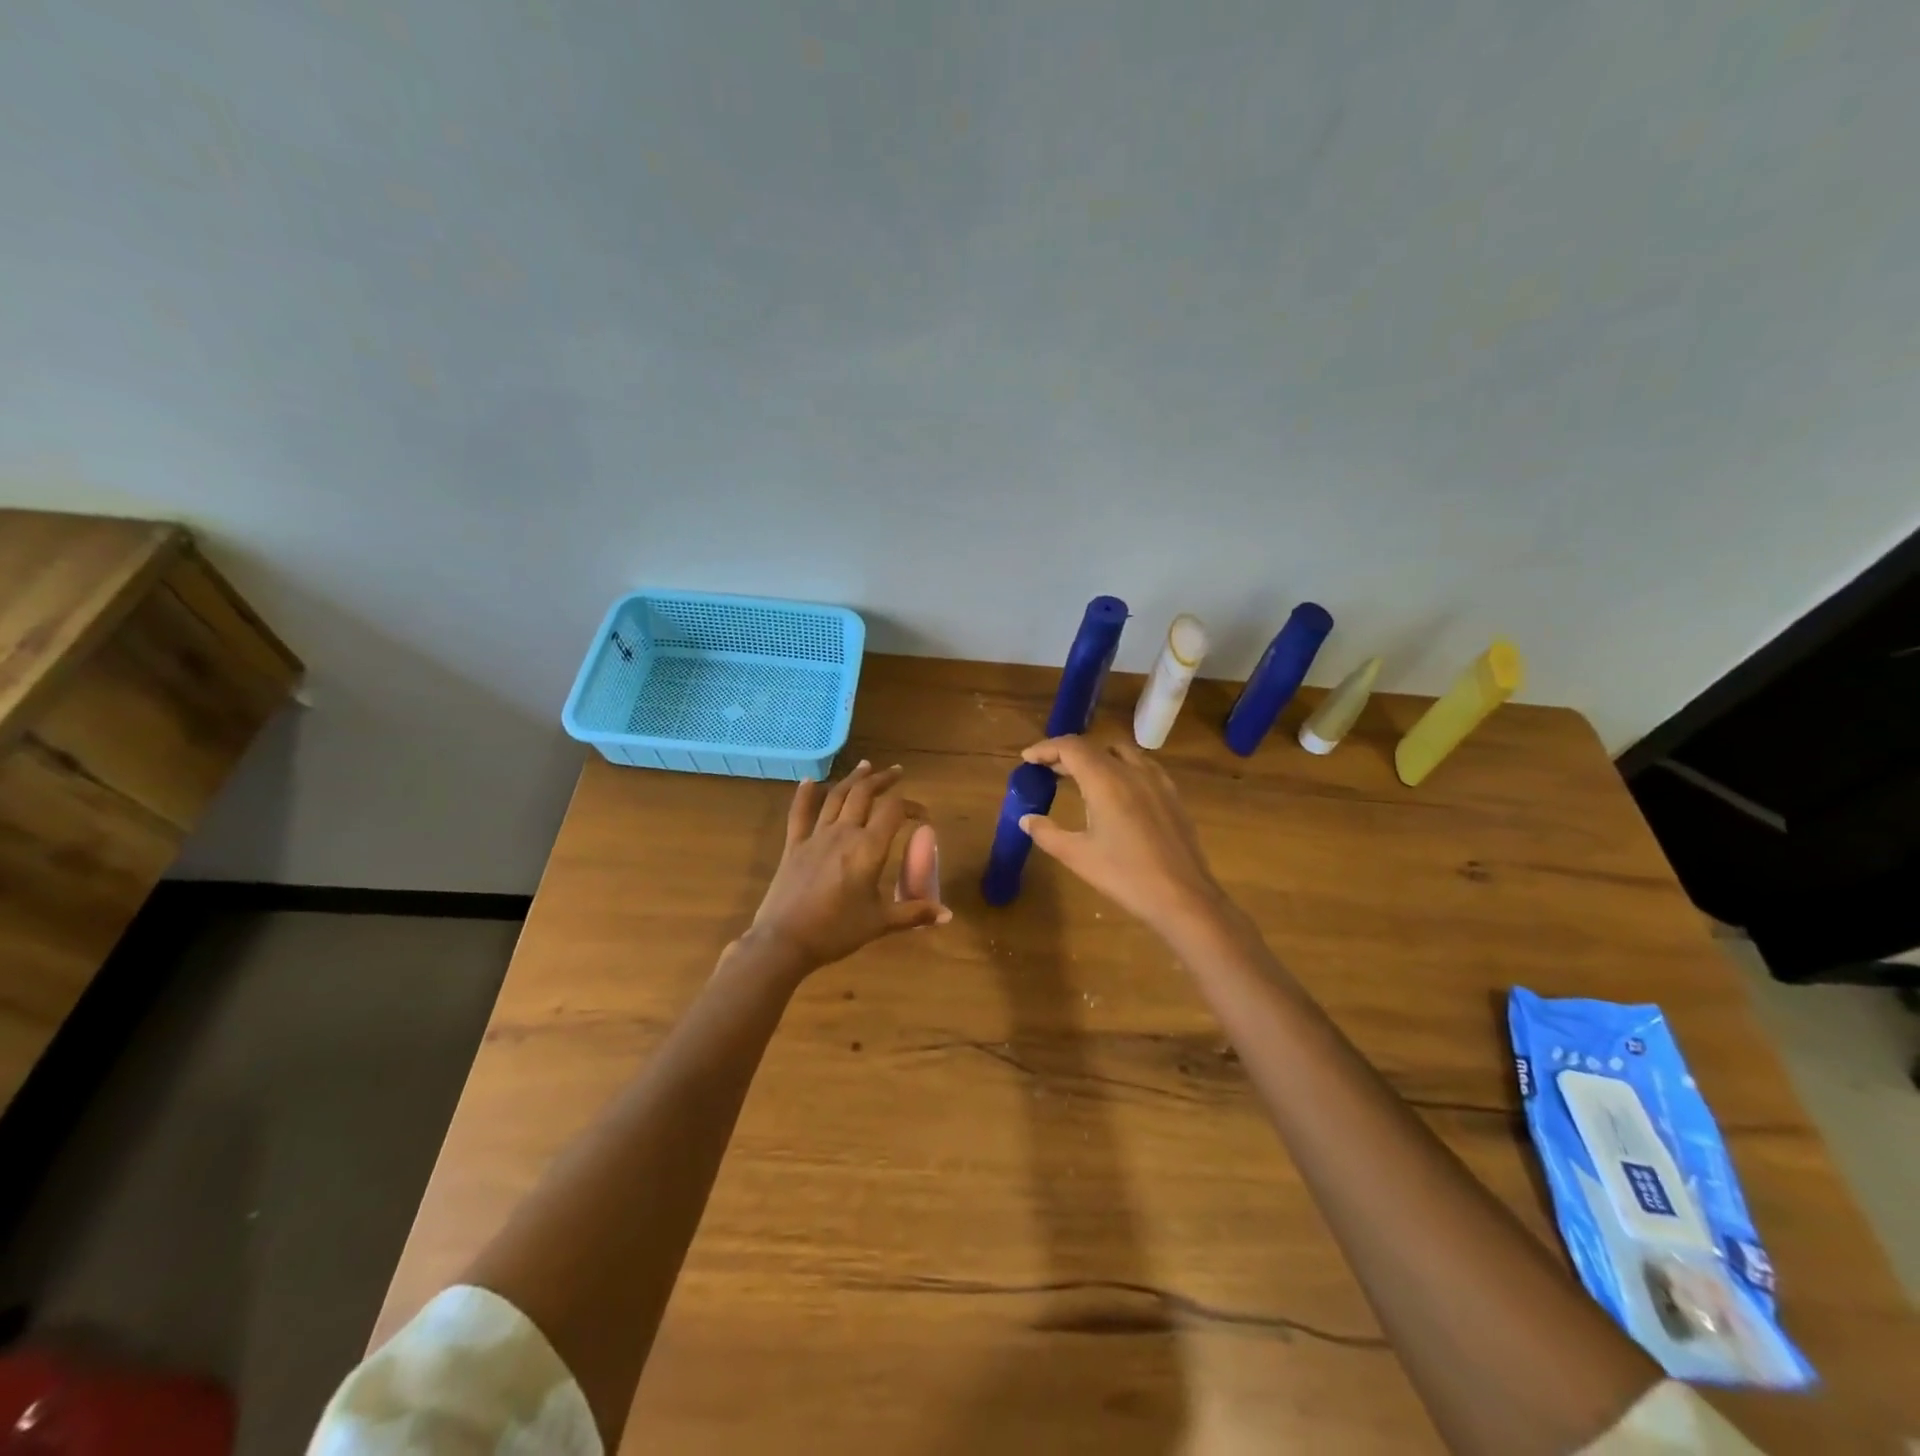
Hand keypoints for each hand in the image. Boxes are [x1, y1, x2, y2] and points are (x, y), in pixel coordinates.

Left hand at [745, 761, 949, 975]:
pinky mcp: (794, 846)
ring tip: (865, 767)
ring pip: (836, 797)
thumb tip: (947, 915)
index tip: (922, 815)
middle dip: (882, 780)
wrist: (784, 941)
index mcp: (868, 849)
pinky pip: (799, 813)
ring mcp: (815, 836)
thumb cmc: (836, 931)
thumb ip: (914, 914)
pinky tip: (809, 781)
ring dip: (853, 779)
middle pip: (864, 794)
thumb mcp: (880, 923)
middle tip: (896, 772)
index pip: (894, 811)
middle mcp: (843, 833)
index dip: (911, 806)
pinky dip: (805, 794)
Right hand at [1018, 736, 1227, 939]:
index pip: (1071, 748)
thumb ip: (1047, 833)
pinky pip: (1142, 767)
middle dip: (1067, 753)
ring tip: (1080, 777)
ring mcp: (1157, 781)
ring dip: (1095, 757)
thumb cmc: (1125, 875)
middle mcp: (1132, 771)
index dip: (1046, 748)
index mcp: (1106, 780)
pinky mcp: (1172, 795)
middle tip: (1047, 770)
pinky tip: (1117, 791)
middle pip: (1094, 747)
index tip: (1027, 759)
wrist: (1183, 897)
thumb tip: (1027, 819)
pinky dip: (1120, 767)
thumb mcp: (1077, 856)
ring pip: (1121, 753)